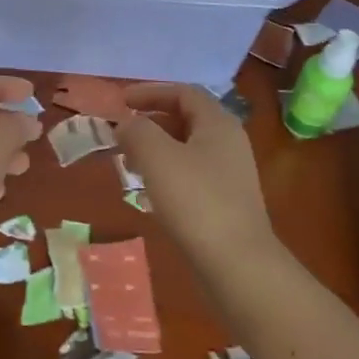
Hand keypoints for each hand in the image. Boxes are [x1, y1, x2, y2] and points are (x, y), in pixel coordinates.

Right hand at [118, 83, 276, 266]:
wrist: (238, 266)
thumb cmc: (196, 201)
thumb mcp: (158, 157)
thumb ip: (137, 131)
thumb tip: (126, 124)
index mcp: (218, 123)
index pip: (183, 92)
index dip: (150, 92)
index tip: (120, 102)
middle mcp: (228, 142)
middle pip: (185, 119)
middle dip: (150, 122)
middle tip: (121, 133)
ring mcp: (229, 174)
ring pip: (186, 149)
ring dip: (156, 149)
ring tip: (128, 162)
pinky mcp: (225, 203)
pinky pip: (191, 175)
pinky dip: (166, 173)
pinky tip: (149, 192)